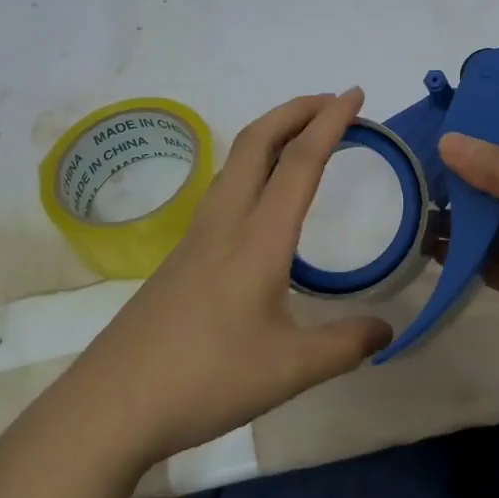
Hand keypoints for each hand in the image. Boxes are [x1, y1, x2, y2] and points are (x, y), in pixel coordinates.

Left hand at [20, 90, 392, 482]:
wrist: (112, 404)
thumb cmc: (206, 379)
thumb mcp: (289, 370)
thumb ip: (344, 345)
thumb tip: (386, 331)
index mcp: (257, 238)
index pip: (300, 162)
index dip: (331, 122)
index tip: (355, 93)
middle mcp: (225, 223)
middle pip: (257, 141)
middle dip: (295, 110)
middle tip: (332, 103)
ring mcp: (196, 237)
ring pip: (235, 162)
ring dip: (271, 135)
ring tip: (302, 139)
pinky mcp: (180, 257)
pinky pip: (223, 190)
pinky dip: (253, 167)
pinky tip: (263, 202)